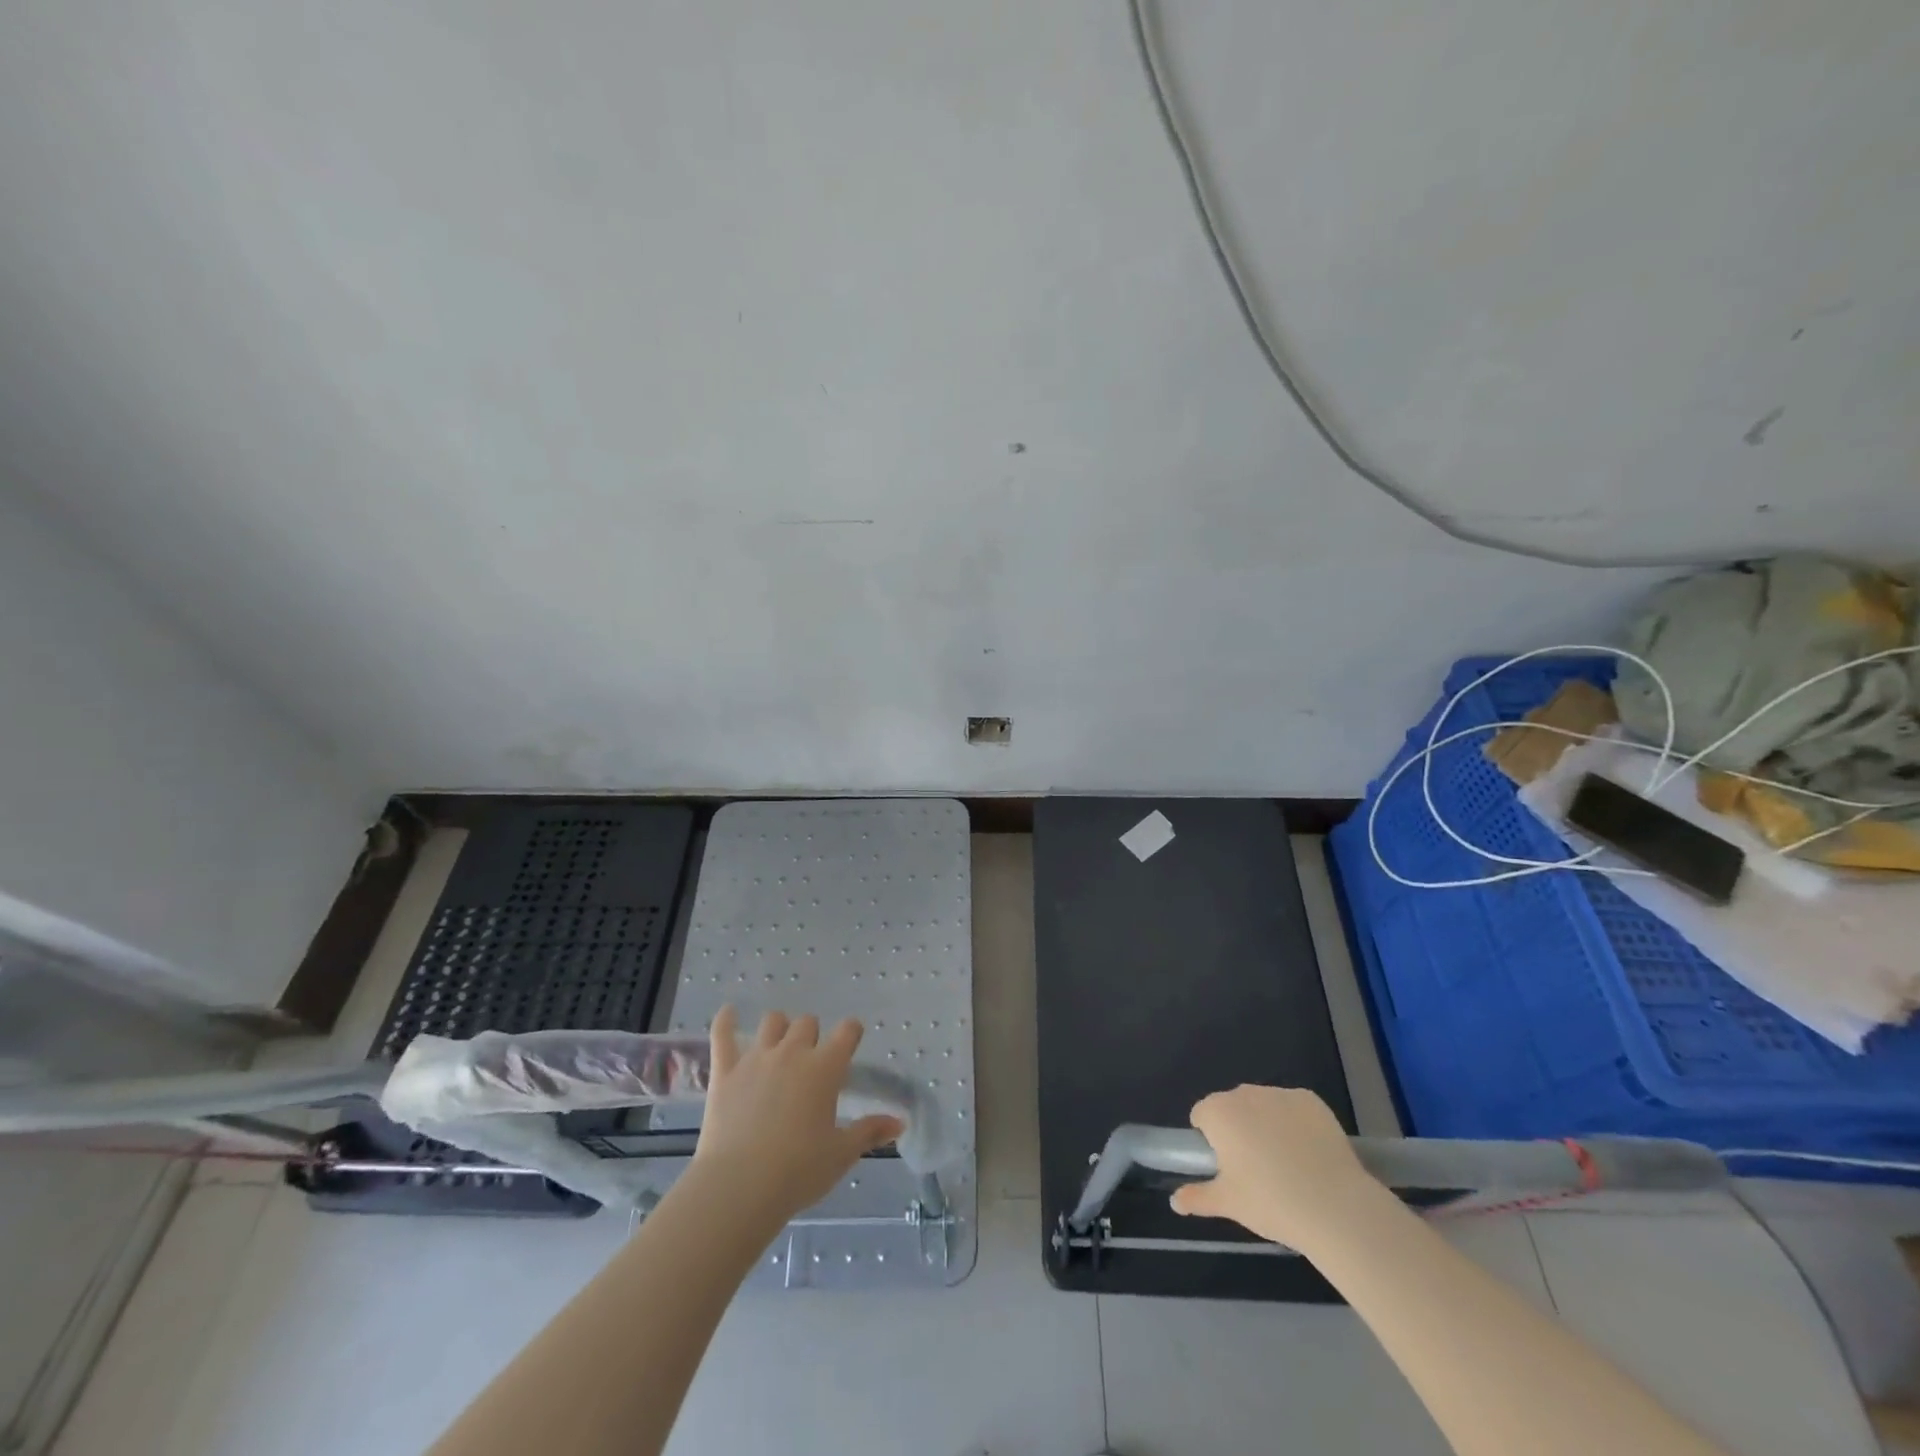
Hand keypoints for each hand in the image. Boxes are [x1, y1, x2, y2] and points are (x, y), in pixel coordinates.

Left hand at [690, 1006, 902, 1227]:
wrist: (739, 1186)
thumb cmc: (798, 1171)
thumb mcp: (841, 1154)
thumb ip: (870, 1132)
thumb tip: (900, 1122)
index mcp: (825, 1068)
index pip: (847, 1031)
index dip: (851, 1032)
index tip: (850, 1040)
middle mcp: (793, 1053)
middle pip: (807, 1022)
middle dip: (812, 1035)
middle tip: (811, 1060)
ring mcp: (756, 1058)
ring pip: (772, 1022)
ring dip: (779, 1028)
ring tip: (779, 1045)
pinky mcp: (725, 1071)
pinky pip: (723, 1034)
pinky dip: (726, 1020)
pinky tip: (729, 1012)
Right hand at [1169, 1084, 1379, 1249]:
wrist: (1336, 1208)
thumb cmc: (1272, 1203)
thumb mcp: (1229, 1204)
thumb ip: (1197, 1198)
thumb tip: (1175, 1201)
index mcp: (1219, 1112)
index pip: (1202, 1115)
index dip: (1211, 1141)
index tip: (1227, 1167)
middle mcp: (1245, 1093)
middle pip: (1232, 1106)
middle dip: (1238, 1129)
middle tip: (1255, 1169)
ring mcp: (1280, 1094)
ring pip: (1263, 1105)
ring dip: (1265, 1124)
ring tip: (1286, 1164)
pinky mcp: (1311, 1100)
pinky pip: (1293, 1107)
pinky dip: (1295, 1123)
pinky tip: (1309, 1153)